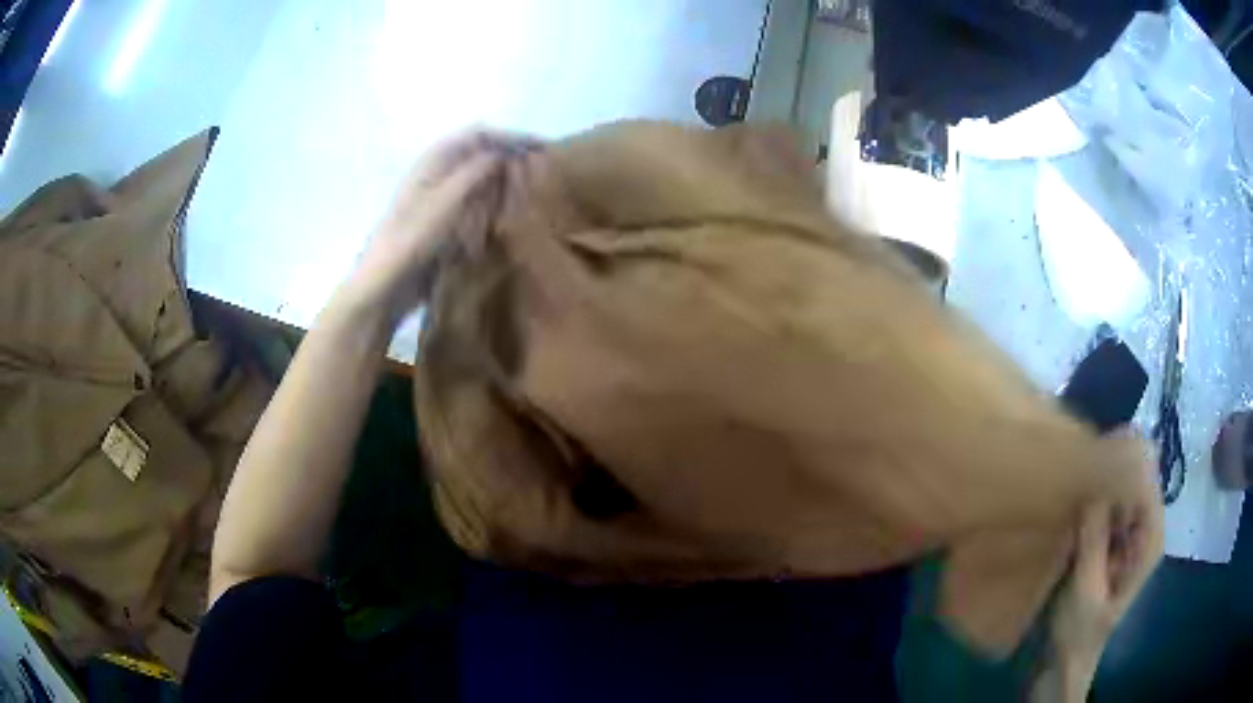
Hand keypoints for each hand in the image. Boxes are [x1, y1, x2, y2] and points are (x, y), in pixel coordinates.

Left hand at [335, 129, 534, 325]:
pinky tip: (503, 221)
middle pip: (483, 155)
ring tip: (524, 201)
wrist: (386, 282)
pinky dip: (491, 208)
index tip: (544, 149)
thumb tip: (504, 154)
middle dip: (511, 165)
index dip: (513, 138)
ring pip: (481, 180)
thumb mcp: (449, 198)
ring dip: (503, 187)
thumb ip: (478, 170)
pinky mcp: (442, 220)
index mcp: (437, 158)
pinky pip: (474, 205)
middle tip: (536, 181)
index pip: (482, 134)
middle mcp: (439, 171)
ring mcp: (440, 196)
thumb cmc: (414, 236)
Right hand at [1040, 451, 1162, 699]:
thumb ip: (1094, 538)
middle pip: (1135, 482)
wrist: (1063, 661)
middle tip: (1079, 459)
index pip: (1148, 481)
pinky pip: (1105, 510)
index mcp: (1149, 539)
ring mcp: (1126, 537)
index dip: (1128, 460)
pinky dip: (1091, 502)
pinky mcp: (1109, 544)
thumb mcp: (1086, 589)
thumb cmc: (1078, 632)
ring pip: (1119, 493)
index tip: (1098, 445)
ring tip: (1073, 472)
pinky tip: (1072, 499)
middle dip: (1111, 470)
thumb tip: (1095, 484)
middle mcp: (1143, 530)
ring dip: (1099, 485)